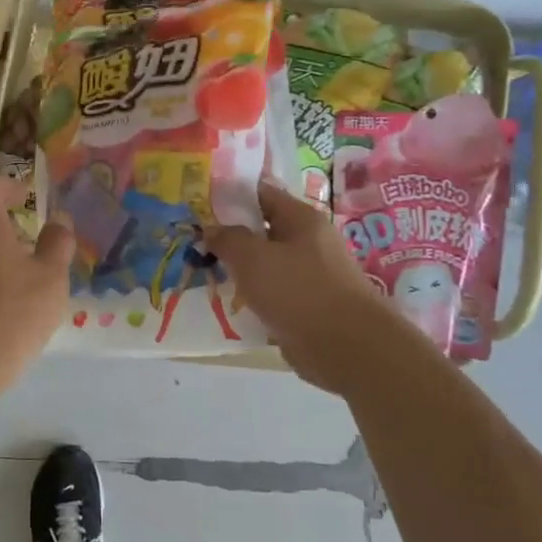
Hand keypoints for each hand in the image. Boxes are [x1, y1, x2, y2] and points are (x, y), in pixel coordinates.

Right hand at [206, 180, 426, 393]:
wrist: (347, 348)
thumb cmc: (299, 291)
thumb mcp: (253, 258)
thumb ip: (228, 239)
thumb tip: (212, 229)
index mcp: (301, 218)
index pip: (261, 193)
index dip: (230, 196)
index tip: (200, 205)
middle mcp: (308, 242)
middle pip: (262, 230)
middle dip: (230, 236)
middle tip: (195, 242)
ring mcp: (310, 275)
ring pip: (266, 264)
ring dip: (240, 270)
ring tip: (205, 274)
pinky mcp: (308, 306)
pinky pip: (274, 293)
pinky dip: (254, 297)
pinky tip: (230, 304)